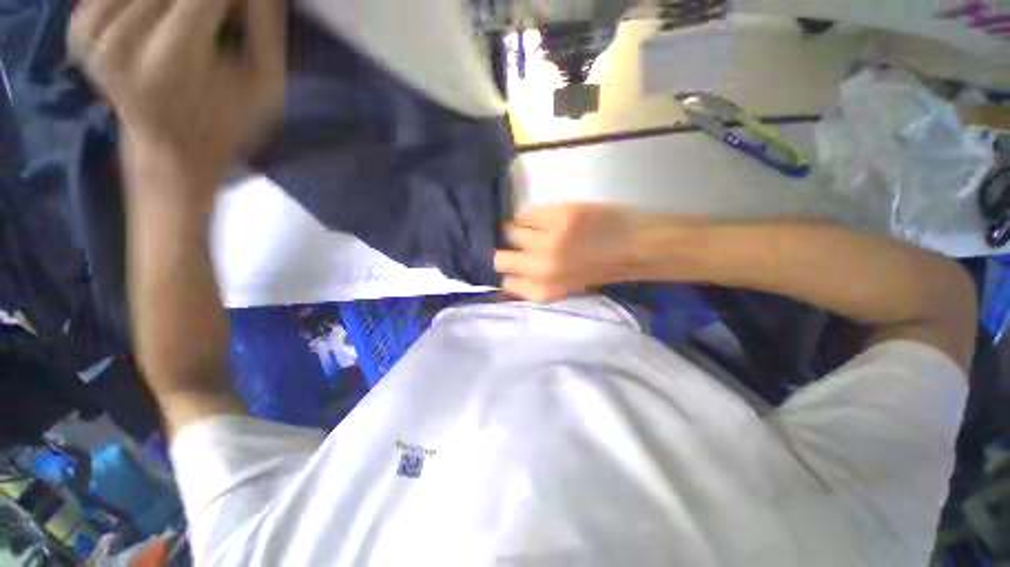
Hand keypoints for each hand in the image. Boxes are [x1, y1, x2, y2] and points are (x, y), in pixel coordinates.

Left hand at [69, 0, 285, 196]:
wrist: (172, 151)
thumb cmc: (226, 123)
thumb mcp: (264, 87)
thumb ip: (264, 28)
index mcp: (170, 62)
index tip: (242, 5)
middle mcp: (120, 42)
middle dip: (206, 1)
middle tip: (219, 16)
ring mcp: (93, 35)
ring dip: (176, 1)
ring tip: (193, 22)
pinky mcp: (79, 29)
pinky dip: (143, 1)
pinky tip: (159, 13)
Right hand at [494, 203, 697, 300]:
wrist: (639, 247)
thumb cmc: (604, 271)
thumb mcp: (568, 289)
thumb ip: (540, 284)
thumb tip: (515, 273)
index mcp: (546, 291)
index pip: (506, 284)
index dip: (509, 274)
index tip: (514, 266)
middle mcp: (542, 268)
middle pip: (500, 258)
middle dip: (507, 252)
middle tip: (519, 247)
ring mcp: (550, 240)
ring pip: (510, 232)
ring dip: (519, 231)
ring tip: (533, 230)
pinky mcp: (559, 216)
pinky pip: (526, 213)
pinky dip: (529, 216)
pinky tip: (542, 218)